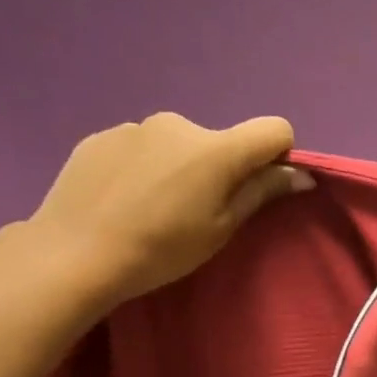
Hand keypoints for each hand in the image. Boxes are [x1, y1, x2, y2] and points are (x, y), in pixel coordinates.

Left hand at [26, 113, 312, 305]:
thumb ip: (261, 193)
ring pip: (177, 145)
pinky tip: (124, 201)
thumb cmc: (163, 249)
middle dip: (220, 169)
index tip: (260, 186)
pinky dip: (144, 169)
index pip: (273, 129)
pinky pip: (141, 148)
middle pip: (220, 141)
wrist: (76, 252)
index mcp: (216, 149)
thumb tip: (300, 174)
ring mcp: (136, 126)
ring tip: (154, 208)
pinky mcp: (101, 135)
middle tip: (197, 212)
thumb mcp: (221, 229)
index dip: (277, 155)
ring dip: (179, 168)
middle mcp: (179, 124)